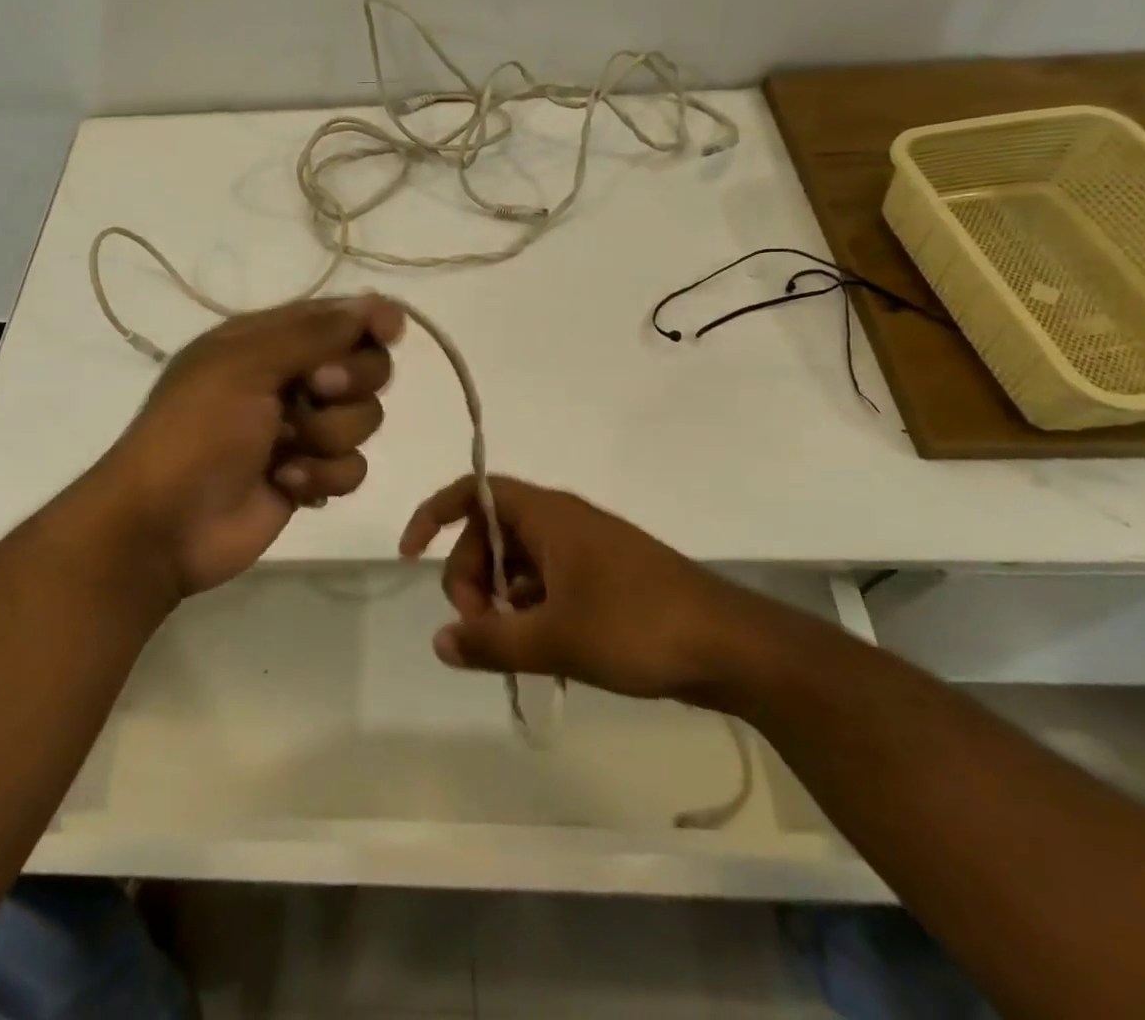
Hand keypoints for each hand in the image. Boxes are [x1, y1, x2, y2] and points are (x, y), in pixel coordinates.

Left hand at [100, 295, 404, 594]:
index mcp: (267, 342)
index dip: (368, 320)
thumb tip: (376, 304)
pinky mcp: (310, 475)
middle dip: (351, 381)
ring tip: (286, 450)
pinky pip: (352, 466)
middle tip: (316, 390)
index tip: (390, 332)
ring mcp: (302, 430)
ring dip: (329, 434)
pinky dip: (323, 475)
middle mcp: (290, 379)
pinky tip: (285, 483)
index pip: (335, 317)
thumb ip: (314, 334)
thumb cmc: (196, 431)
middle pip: (364, 366)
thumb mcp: (246, 366)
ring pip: (363, 418)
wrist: (164, 524)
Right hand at [399, 474, 806, 706]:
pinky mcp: (604, 580)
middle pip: (490, 535)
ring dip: (501, 600)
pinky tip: (542, 652)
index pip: (473, 492)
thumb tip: (440, 642)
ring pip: (518, 564)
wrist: (732, 647)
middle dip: (470, 578)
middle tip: (479, 630)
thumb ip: (490, 641)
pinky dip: (531, 611)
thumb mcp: (555, 638)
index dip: (434, 516)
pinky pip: (547, 584)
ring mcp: (585, 551)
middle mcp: (561, 522)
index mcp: (546, 515)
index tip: (411, 555)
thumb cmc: (637, 625)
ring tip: (513, 648)